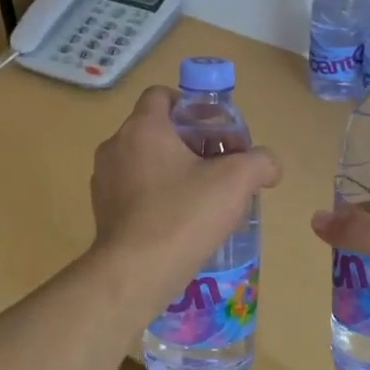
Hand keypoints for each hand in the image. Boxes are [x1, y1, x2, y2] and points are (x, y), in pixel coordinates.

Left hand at [88, 86, 280, 319]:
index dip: (191, 106)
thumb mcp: (236, 182)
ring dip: (174, 170)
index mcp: (143, 128)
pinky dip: (156, 195)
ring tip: (203, 196)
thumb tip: (268, 165)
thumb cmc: (183, 215)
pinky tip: (180, 220)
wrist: (134, 274)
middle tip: (219, 166)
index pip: (161, 95)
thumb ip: (260, 162)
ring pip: (145, 160)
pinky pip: (134, 189)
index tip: (214, 130)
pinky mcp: (102, 211)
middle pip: (157, 129)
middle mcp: (116, 147)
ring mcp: (103, 180)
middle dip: (190, 142)